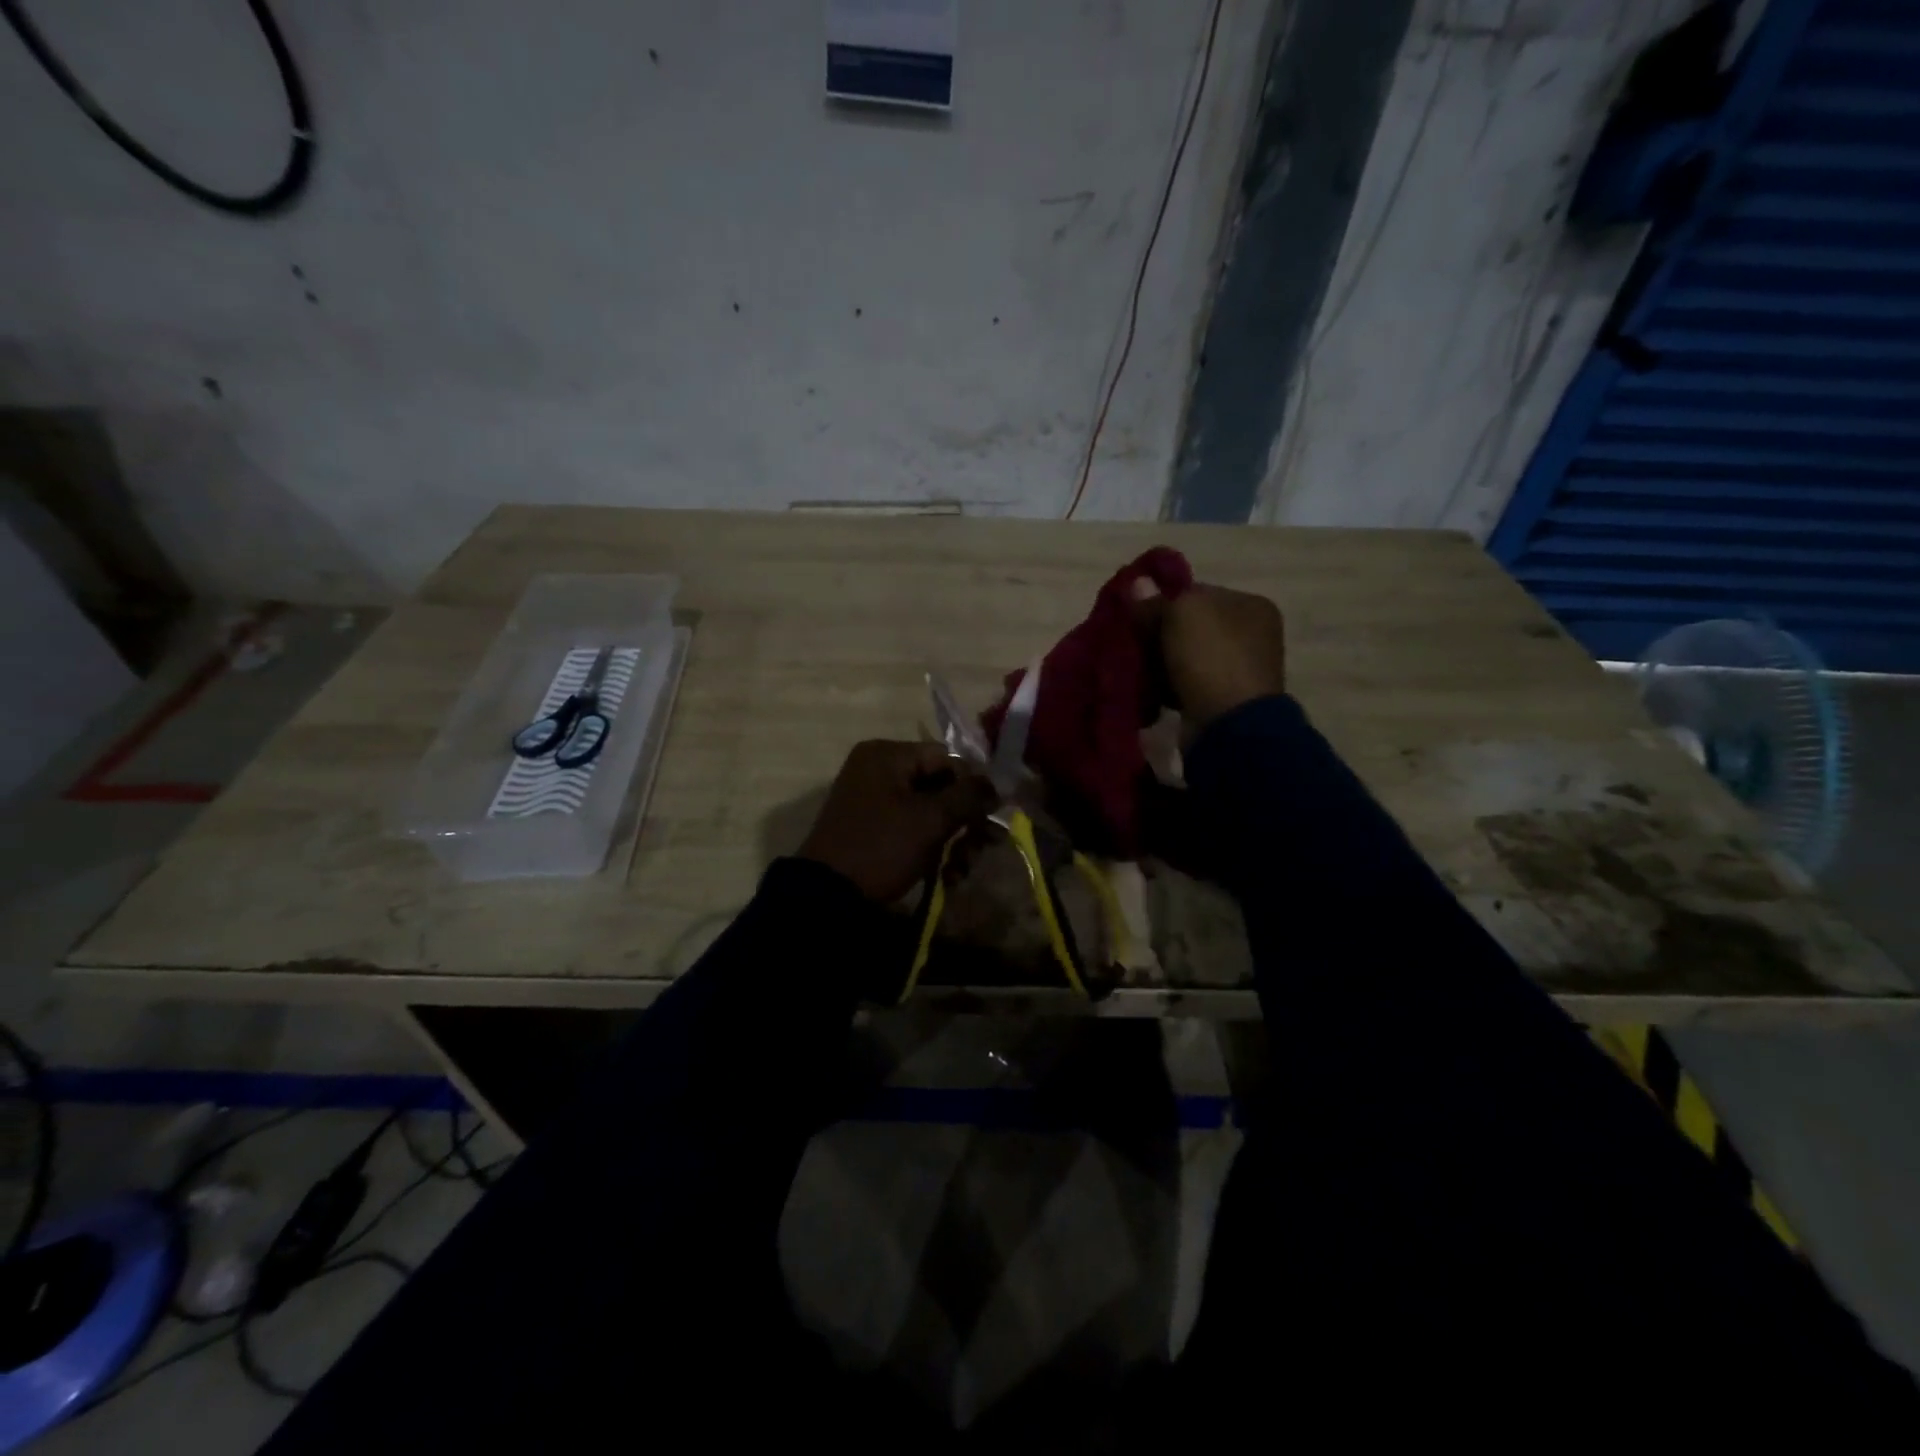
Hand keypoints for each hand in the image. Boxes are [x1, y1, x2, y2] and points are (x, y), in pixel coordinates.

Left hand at [798, 740, 994, 902]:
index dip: (973, 787)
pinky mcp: (872, 828)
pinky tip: (946, 875)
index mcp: (886, 755)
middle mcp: (878, 769)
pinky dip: (931, 848)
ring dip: (953, 839)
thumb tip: (996, 785)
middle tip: (986, 846)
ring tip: (962, 870)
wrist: (828, 896)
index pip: (947, 759)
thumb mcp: (931, 820)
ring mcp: (873, 800)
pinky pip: (911, 828)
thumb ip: (969, 796)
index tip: (992, 817)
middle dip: (965, 820)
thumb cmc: (882, 847)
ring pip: (929, 811)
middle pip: (939, 786)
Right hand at [1138, 582, 1286, 730]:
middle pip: (1190, 626)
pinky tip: (1150, 689)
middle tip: (1133, 642)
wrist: (1228, 725)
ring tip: (1137, 667)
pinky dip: (1167, 686)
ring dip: (1160, 662)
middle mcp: (1251, 635)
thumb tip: (1137, 583)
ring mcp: (1239, 671)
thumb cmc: (1211, 657)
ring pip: (1185, 657)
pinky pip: (1185, 684)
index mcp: (1251, 605)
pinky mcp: (1222, 701)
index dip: (1164, 601)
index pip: (1197, 593)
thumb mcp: (1180, 614)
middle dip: (1159, 634)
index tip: (1137, 615)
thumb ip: (1157, 598)